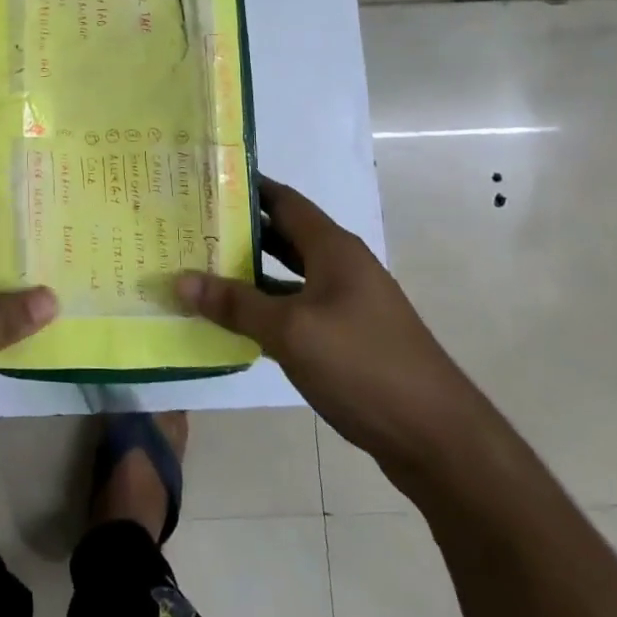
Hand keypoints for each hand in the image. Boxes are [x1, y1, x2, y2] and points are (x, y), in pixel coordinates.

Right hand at [176, 177, 487, 475]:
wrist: (436, 437)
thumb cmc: (363, 365)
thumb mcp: (291, 331)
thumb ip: (236, 304)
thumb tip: (181, 280)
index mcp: (333, 248)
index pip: (282, 200)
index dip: (245, 186)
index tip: (203, 180)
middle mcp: (341, 266)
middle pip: (282, 235)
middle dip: (237, 229)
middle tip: (189, 226)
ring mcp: (346, 303)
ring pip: (287, 274)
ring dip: (248, 271)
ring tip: (199, 266)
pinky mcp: (346, 337)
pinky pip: (295, 308)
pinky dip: (265, 307)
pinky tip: (234, 319)